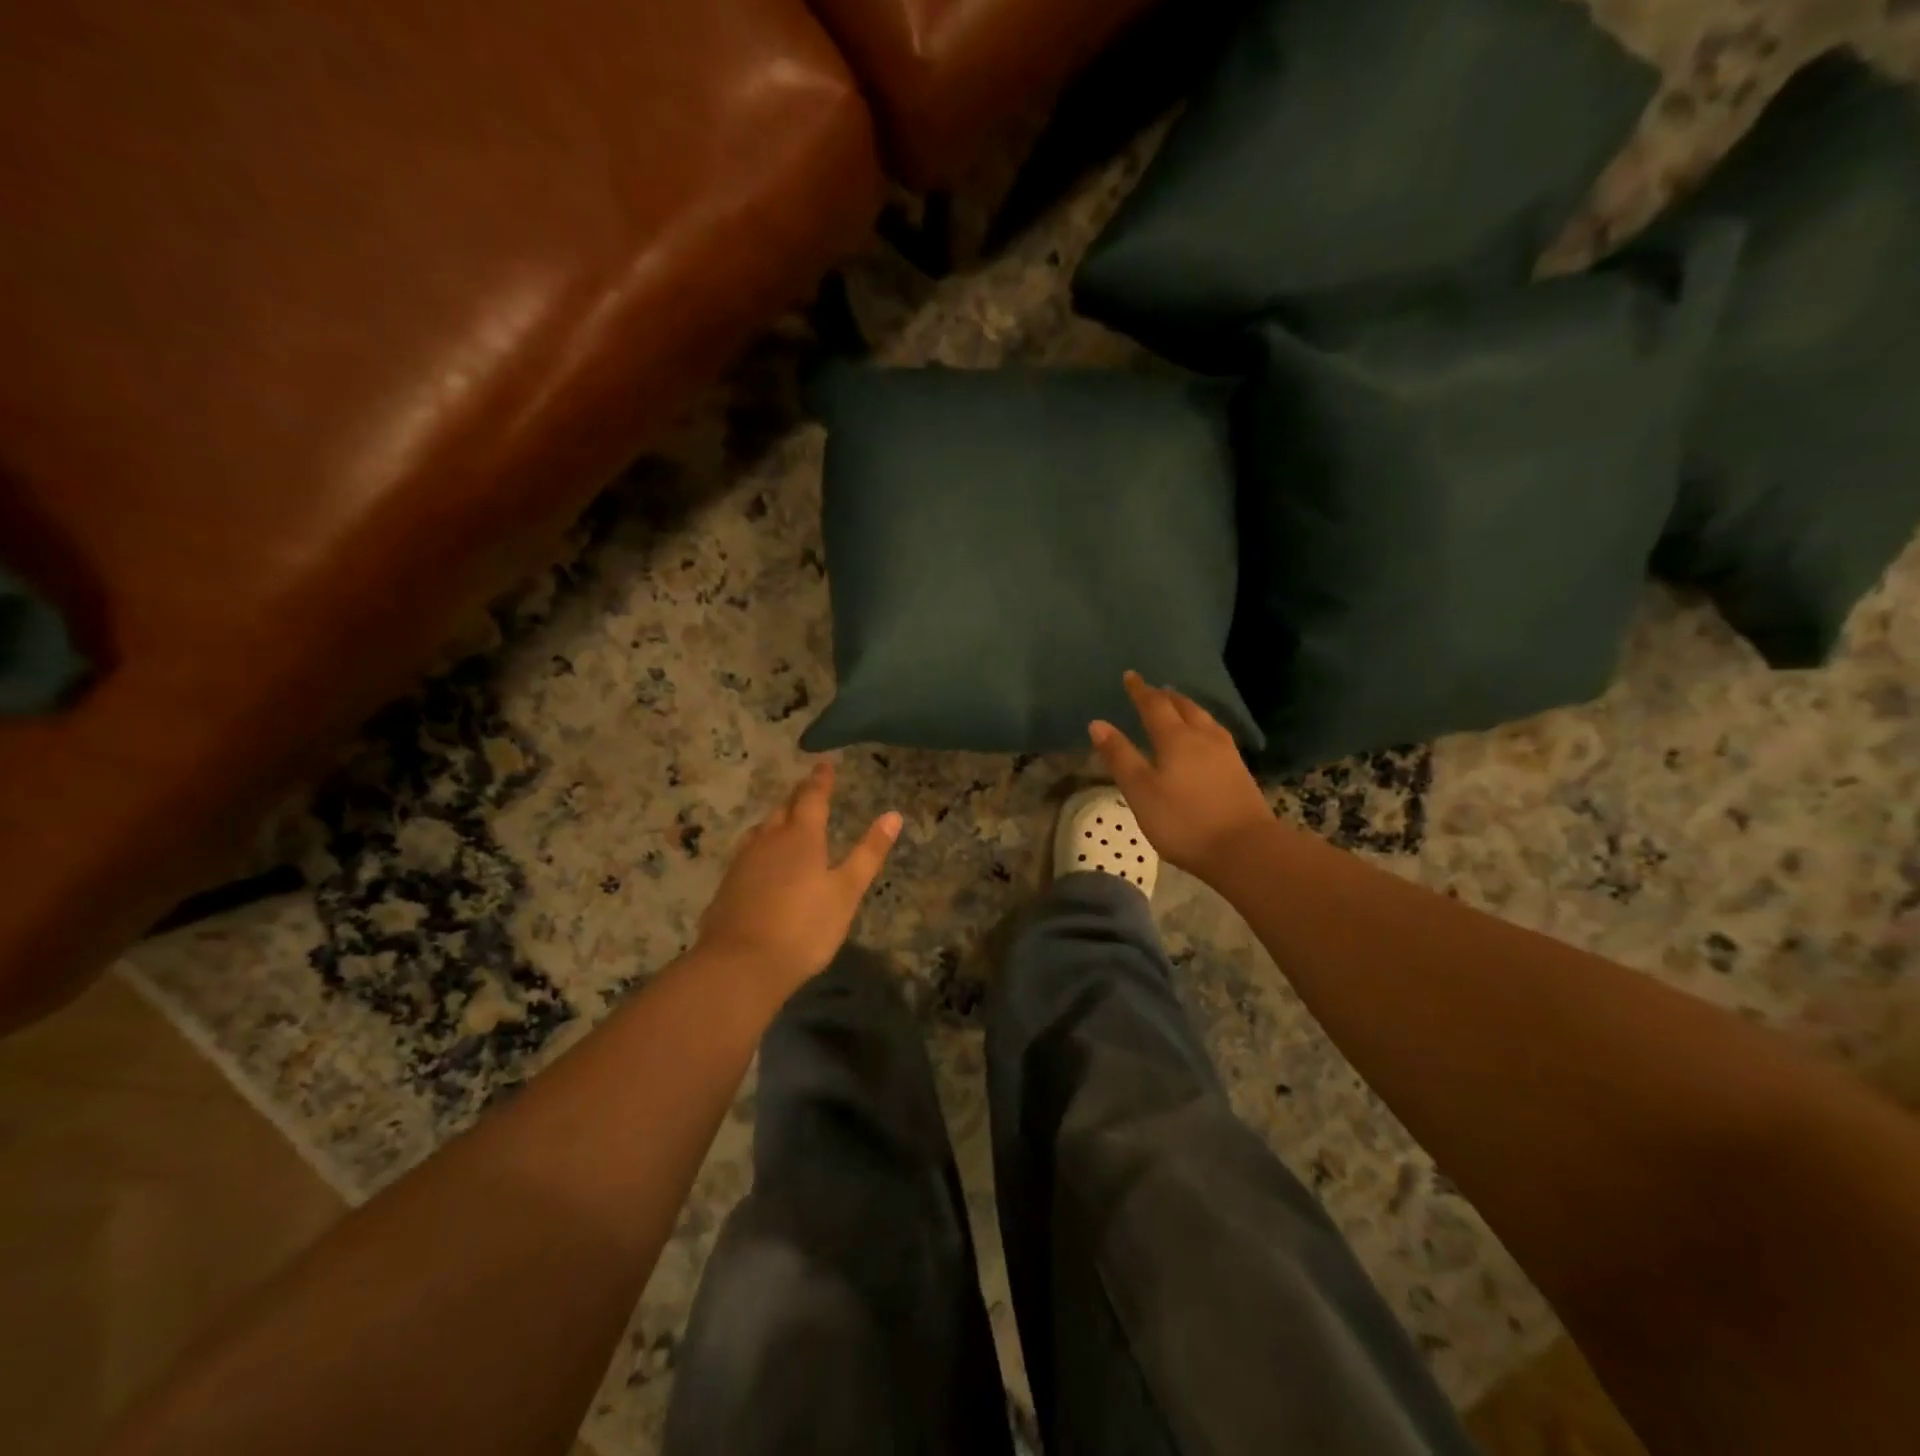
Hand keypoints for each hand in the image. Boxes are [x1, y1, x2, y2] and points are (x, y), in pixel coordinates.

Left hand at [695, 761, 901, 1000]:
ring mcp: (743, 863)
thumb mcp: (846, 891)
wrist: (741, 966)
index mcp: (801, 837)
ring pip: (762, 830)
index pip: (812, 798)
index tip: (824, 764)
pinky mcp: (727, 886)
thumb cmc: (804, 928)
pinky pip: (747, 853)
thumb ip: (868, 853)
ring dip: (776, 820)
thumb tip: (893, 815)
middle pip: (783, 809)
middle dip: (798, 797)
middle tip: (807, 788)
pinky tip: (761, 861)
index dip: (820, 780)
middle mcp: (769, 841)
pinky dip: (760, 846)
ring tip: (784, 819)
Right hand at [1089, 671, 1272, 880]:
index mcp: (1175, 738)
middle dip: (1166, 697)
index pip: (1154, 705)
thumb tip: (1097, 723)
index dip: (1140, 691)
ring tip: (1179, 706)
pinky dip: (1203, 726)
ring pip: (1204, 719)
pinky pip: (1217, 735)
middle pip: (1184, 708)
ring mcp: (1226, 753)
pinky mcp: (1240, 771)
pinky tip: (1205, 738)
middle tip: (1155, 690)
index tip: (1130, 676)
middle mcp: (1203, 737)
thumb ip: (1120, 756)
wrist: (1245, 849)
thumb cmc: (1183, 821)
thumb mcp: (1140, 791)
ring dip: (1188, 708)